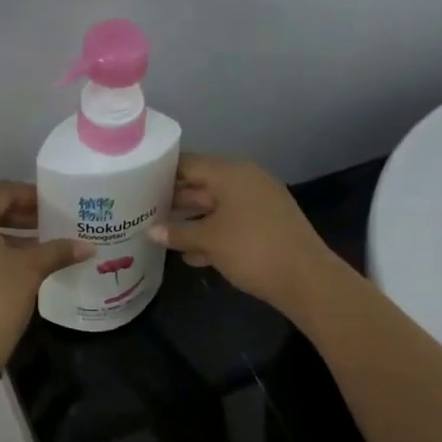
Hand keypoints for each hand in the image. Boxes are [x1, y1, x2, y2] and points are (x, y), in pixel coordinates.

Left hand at [0, 181, 91, 389]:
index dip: (32, 197)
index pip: (2, 192)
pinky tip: (10, 267)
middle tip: (50, 226)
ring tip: (36, 248)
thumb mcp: (29, 272)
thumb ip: (57, 251)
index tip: (56, 207)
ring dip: (3, 235)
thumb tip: (88, 246)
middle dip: (19, 217)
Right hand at [150, 154, 343, 318]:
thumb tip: (152, 231)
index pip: (189, 164)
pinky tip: (190, 255)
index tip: (136, 182)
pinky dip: (211, 235)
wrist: (305, 278)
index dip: (162, 172)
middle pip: (201, 185)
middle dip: (173, 200)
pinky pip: (230, 223)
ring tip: (159, 234)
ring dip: (190, 221)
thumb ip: (177, 232)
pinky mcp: (264, 226)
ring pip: (214, 207)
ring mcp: (257, 204)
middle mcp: (245, 181)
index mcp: (231, 173)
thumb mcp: (208, 240)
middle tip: (142, 211)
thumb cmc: (252, 249)